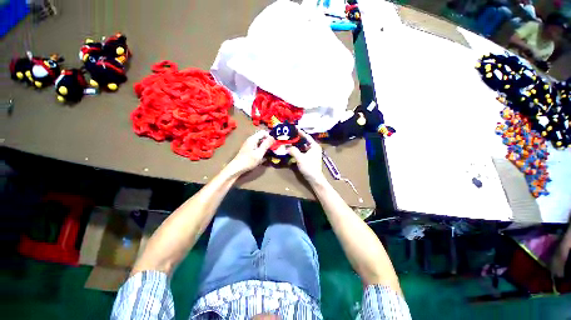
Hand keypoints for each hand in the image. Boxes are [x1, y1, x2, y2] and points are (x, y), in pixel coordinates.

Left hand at [227, 130, 274, 175]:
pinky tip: (263, 156)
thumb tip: (273, 137)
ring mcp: (249, 145)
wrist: (237, 168)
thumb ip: (266, 145)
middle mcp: (251, 140)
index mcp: (253, 139)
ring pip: (260, 142)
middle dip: (268, 142)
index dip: (270, 136)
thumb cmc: (248, 161)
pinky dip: (261, 150)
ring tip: (269, 153)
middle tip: (273, 149)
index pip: (263, 132)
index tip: (274, 143)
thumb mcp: (259, 153)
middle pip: (262, 137)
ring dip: (265, 146)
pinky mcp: (249, 150)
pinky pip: (257, 147)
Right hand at [287, 130, 325, 184]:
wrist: (314, 178)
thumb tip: (287, 146)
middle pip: (305, 141)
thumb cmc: (309, 167)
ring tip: (290, 141)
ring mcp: (312, 153)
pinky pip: (303, 151)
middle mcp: (314, 148)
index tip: (294, 128)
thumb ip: (293, 151)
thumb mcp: (300, 158)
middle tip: (290, 135)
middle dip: (297, 138)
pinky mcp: (310, 158)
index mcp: (314, 146)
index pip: (307, 136)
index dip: (300, 132)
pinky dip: (298, 149)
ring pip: (303, 146)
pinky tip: (292, 149)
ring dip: (297, 144)